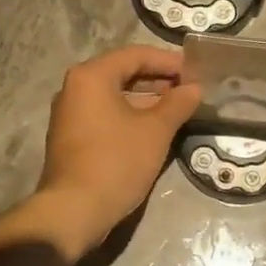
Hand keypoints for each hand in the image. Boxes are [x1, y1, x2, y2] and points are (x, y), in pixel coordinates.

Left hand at [36, 46, 201, 253]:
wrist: (74, 211)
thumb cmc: (116, 162)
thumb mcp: (155, 131)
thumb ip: (177, 104)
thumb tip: (194, 88)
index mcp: (91, 76)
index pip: (135, 55)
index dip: (168, 61)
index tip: (195, 72)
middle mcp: (75, 88)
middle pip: (123, 73)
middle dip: (158, 80)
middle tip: (189, 89)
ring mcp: (70, 114)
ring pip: (114, 96)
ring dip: (146, 100)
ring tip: (177, 109)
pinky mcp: (72, 138)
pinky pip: (105, 115)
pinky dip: (130, 116)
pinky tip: (154, 129)